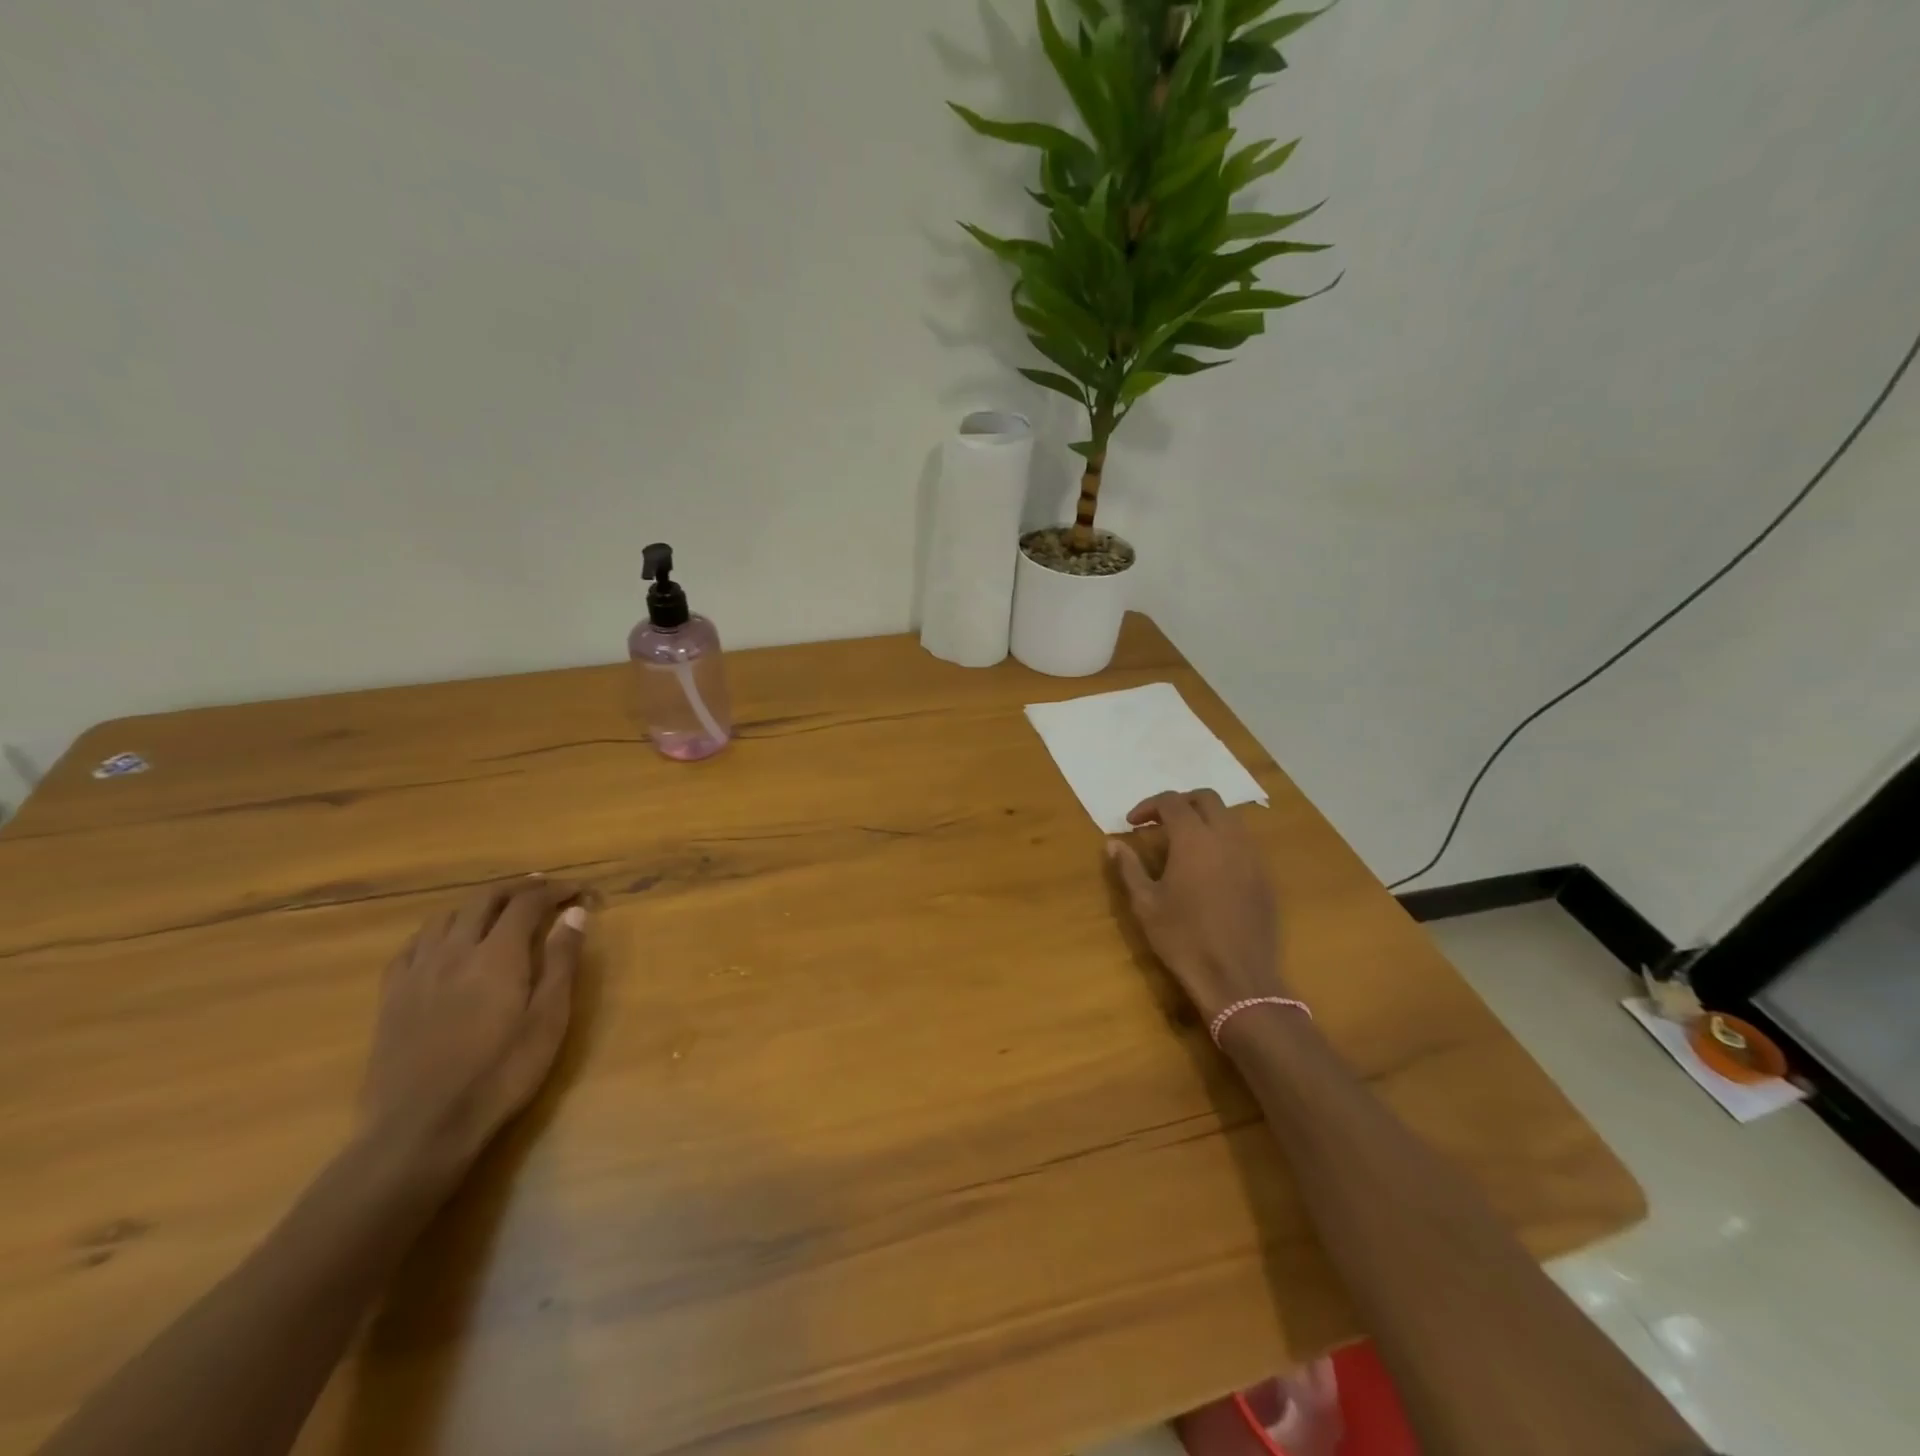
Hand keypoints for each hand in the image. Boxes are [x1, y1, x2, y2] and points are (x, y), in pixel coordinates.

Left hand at [360, 878, 586, 1166]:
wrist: (420, 1128)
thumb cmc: (500, 1074)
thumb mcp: (547, 1020)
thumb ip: (560, 962)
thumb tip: (574, 913)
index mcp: (497, 955)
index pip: (526, 903)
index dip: (554, 890)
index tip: (577, 890)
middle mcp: (454, 951)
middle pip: (483, 900)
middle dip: (517, 889)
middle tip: (543, 890)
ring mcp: (417, 973)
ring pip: (445, 917)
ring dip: (477, 904)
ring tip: (498, 910)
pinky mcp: (391, 997)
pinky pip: (413, 945)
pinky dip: (439, 931)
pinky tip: (445, 944)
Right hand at [1108, 789, 1282, 1022]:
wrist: (1237, 978)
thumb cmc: (1183, 938)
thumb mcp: (1145, 904)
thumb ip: (1129, 867)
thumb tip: (1113, 843)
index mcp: (1194, 839)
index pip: (1172, 801)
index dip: (1148, 805)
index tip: (1132, 823)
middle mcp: (1227, 837)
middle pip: (1206, 798)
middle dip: (1180, 802)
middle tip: (1159, 822)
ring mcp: (1251, 855)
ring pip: (1229, 817)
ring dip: (1204, 819)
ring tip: (1183, 842)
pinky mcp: (1264, 876)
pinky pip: (1243, 842)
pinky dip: (1222, 840)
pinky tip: (1208, 867)